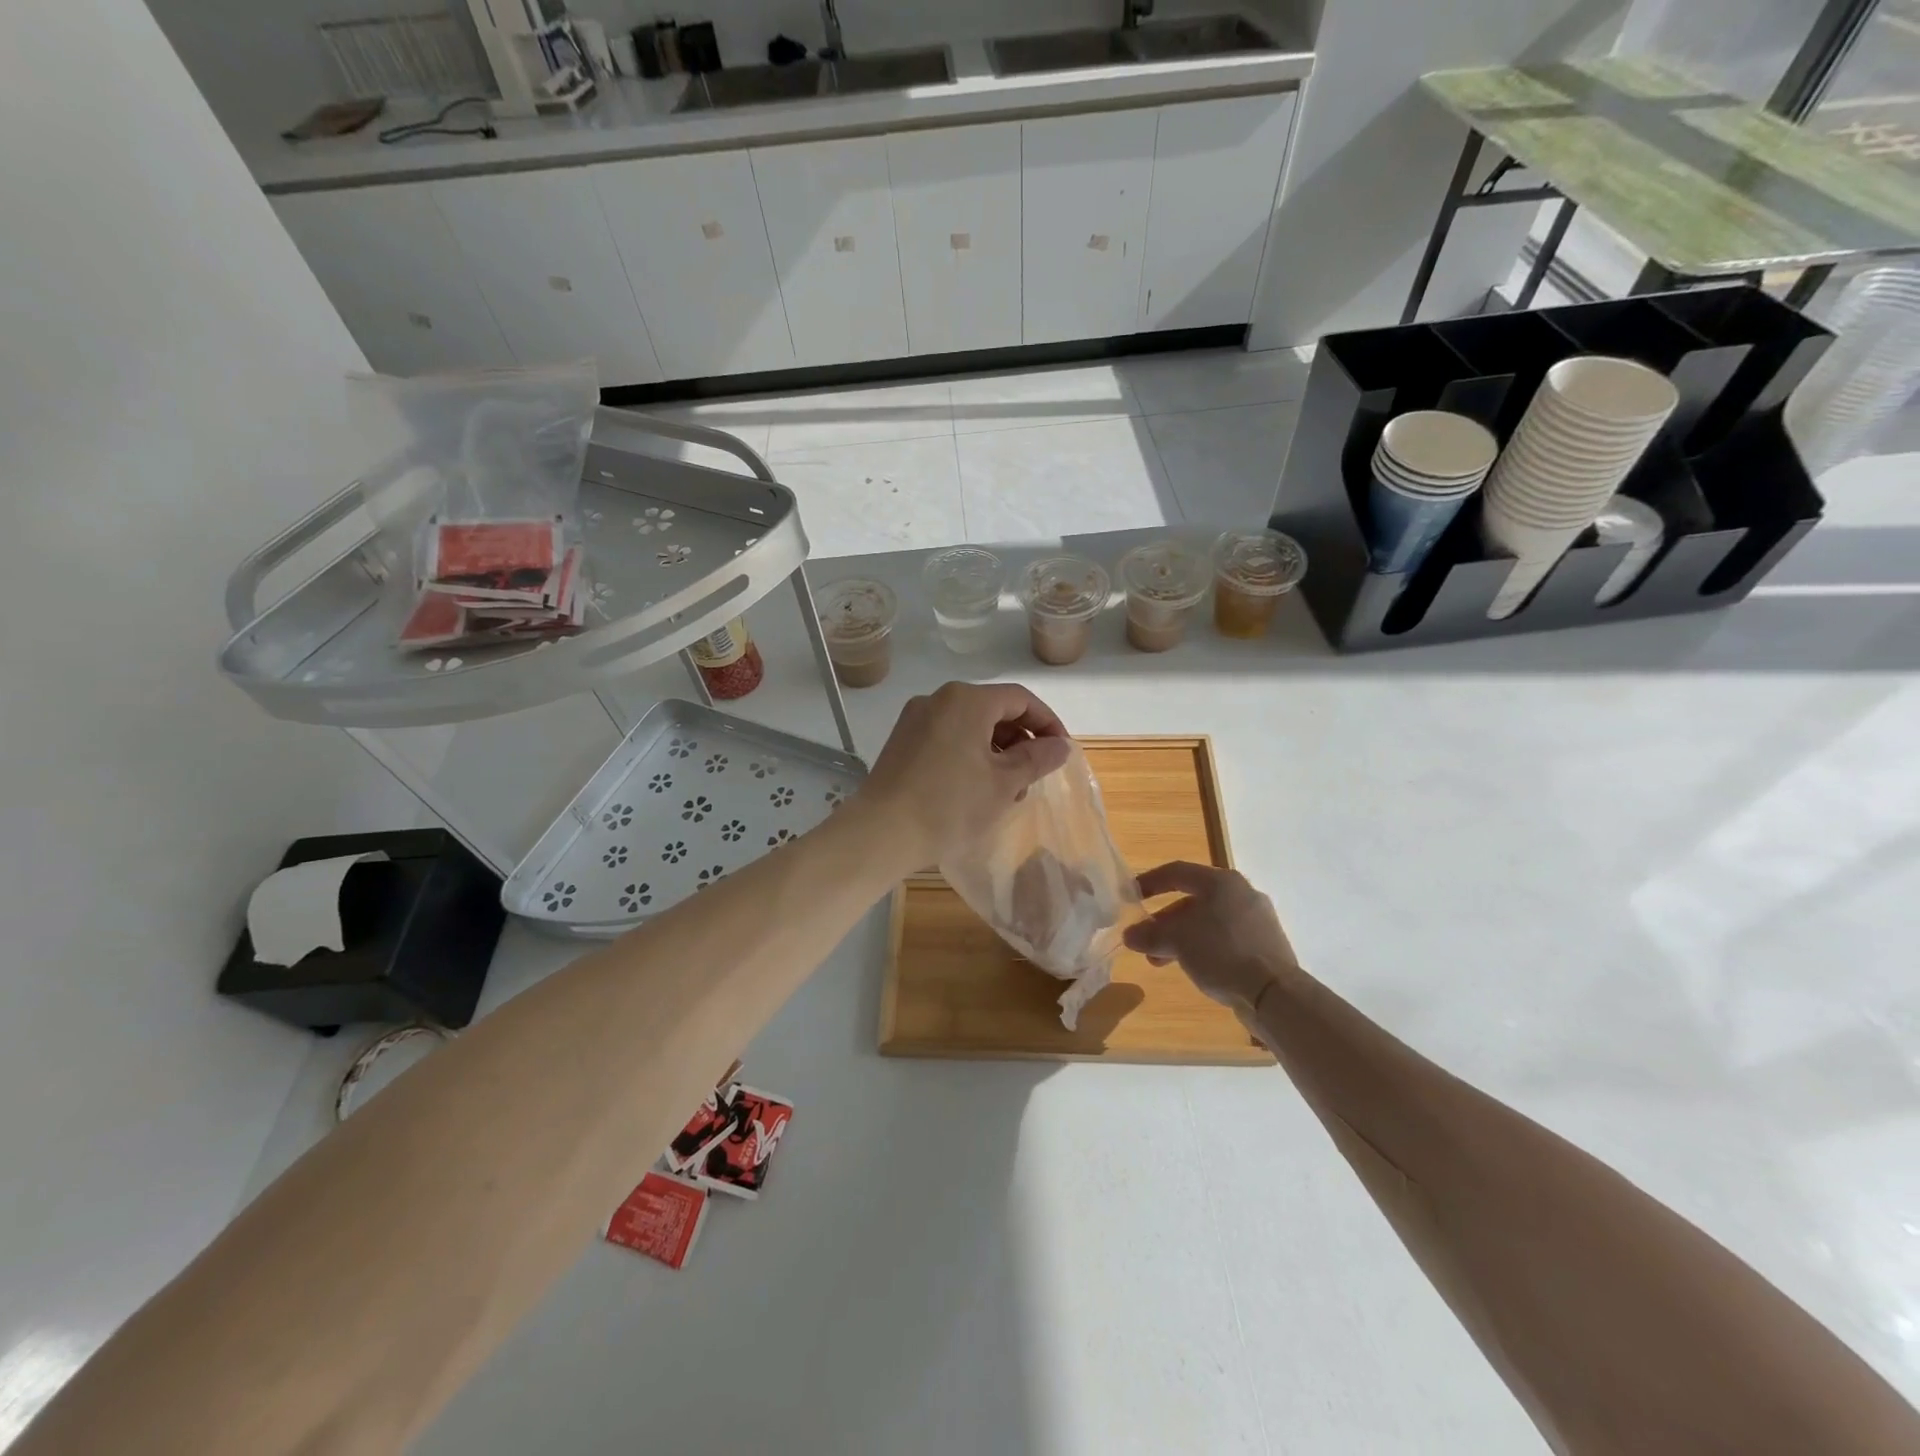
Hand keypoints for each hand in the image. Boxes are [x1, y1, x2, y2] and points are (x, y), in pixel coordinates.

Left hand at [856, 682, 1072, 865]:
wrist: (881, 833)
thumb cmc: (950, 805)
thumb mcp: (1004, 783)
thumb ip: (1037, 758)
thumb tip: (1060, 745)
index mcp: (966, 700)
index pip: (1021, 699)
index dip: (1047, 723)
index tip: (1061, 753)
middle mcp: (939, 699)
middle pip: (993, 709)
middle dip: (1020, 740)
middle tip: (1034, 777)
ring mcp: (916, 720)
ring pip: (970, 725)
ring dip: (996, 751)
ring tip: (1008, 790)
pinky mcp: (902, 742)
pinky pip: (947, 738)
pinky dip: (970, 755)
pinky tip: (976, 789)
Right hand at [1123, 862, 1299, 1010]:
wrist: (1274, 993)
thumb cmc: (1221, 952)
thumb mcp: (1176, 941)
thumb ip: (1149, 934)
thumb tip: (1130, 935)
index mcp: (1221, 882)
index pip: (1177, 872)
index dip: (1150, 881)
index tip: (1131, 896)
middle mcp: (1242, 893)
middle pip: (1193, 899)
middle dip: (1164, 920)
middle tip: (1147, 939)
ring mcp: (1257, 919)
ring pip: (1208, 921)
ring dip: (1181, 938)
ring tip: (1162, 961)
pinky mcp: (1266, 945)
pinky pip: (1225, 938)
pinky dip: (1204, 947)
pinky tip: (1193, 967)